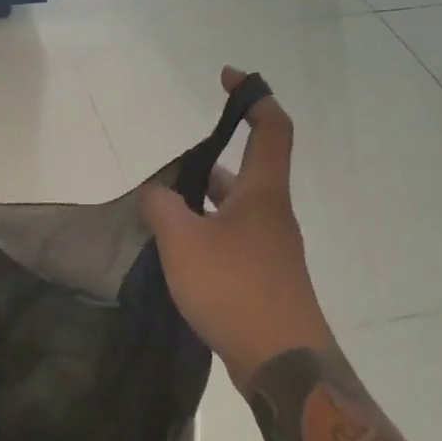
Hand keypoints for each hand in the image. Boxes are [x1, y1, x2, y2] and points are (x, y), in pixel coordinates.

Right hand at [141, 67, 332, 389]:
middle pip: (248, 170)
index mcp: (263, 193)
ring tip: (164, 209)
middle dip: (210, 160)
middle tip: (170, 169)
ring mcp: (272, 249)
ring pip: (236, 208)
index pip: (270, 128)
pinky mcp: (265, 278)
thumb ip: (163, 208)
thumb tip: (158, 194)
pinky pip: (233, 239)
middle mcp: (273, 214)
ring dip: (205, 201)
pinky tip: (180, 252)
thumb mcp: (183, 243)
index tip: (228, 78)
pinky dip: (208, 232)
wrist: (283, 362)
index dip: (253, 96)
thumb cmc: (235, 289)